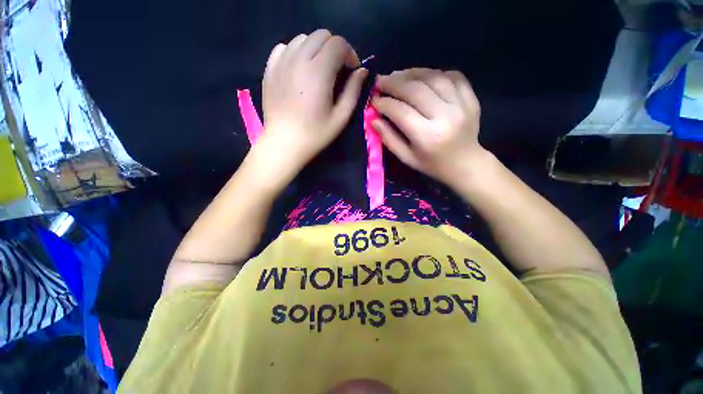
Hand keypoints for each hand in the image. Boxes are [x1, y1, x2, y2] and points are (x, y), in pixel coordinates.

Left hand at [257, 29, 367, 175]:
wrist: (284, 143)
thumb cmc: (315, 134)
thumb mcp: (341, 117)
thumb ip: (353, 91)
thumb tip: (362, 71)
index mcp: (319, 72)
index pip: (338, 44)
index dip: (350, 54)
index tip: (351, 71)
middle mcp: (299, 59)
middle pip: (321, 35)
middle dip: (335, 49)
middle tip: (337, 70)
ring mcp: (281, 62)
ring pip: (302, 38)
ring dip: (316, 49)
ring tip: (319, 70)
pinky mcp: (270, 68)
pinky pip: (285, 47)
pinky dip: (296, 52)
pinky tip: (300, 69)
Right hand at [371, 68, 486, 185]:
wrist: (465, 164)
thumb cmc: (432, 164)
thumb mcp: (406, 158)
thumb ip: (389, 138)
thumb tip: (373, 119)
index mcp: (427, 136)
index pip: (400, 111)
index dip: (384, 103)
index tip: (373, 99)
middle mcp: (445, 116)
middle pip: (415, 89)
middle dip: (394, 83)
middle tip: (381, 81)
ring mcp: (461, 104)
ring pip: (433, 78)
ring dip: (412, 73)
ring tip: (398, 76)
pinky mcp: (471, 98)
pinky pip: (453, 76)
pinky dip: (435, 73)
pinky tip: (423, 78)